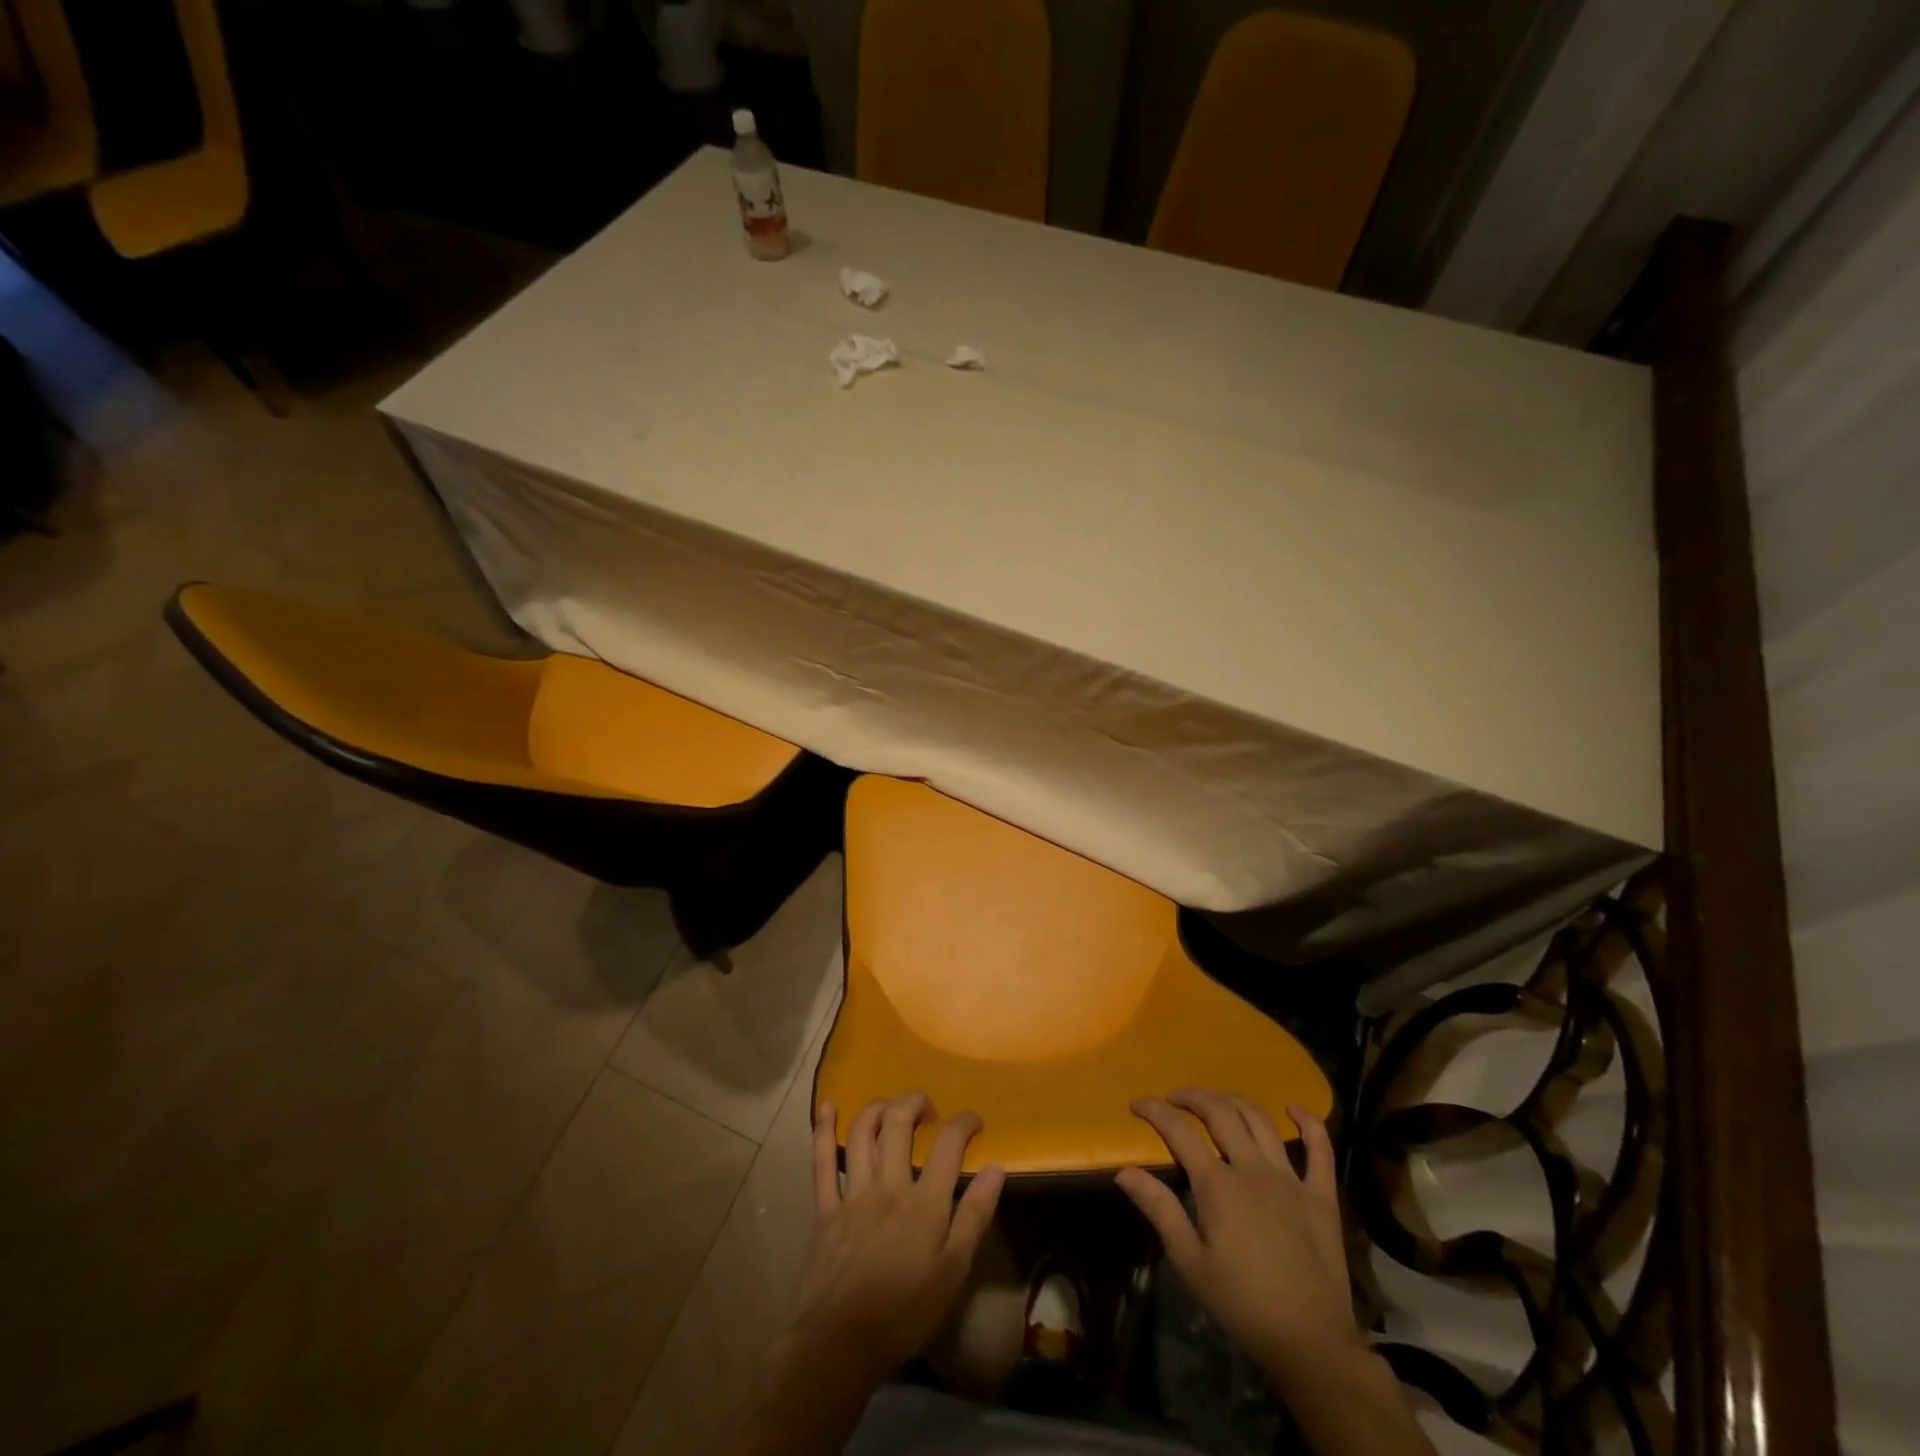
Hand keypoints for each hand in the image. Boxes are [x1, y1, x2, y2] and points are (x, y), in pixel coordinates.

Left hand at [791, 1093, 1007, 1382]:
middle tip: (927, 1109)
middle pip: (899, 1122)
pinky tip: (827, 1108)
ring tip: (891, 1107)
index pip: (948, 1144)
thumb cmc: (904, 1313)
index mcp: (923, 1202)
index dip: (964, 1122)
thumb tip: (996, 1168)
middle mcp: (888, 1185)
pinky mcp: (825, 1209)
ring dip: (878, 1108)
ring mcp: (853, 1194)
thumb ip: (974, 1216)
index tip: (974, 1121)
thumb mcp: (952, 1272)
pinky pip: (822, 1162)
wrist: (840, 1344)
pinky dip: (823, 1130)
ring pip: (862, 1132)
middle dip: (915, 1102)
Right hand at [1115, 1090, 1355, 1374]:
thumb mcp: (1190, 1263)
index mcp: (1219, 1185)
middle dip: (1193, 1097)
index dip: (1155, 1111)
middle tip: (1175, 1099)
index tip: (1137, 1103)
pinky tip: (1293, 1109)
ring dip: (1234, 1101)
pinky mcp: (1322, 1196)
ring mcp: (1291, 1178)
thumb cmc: (1243, 1304)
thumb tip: (1124, 1171)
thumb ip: (1159, 1210)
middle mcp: (1253, 1169)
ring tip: (1216, 1101)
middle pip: (1220, 1112)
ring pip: (1260, 1120)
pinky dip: (1309, 1122)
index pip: (1179, 1131)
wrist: (1312, 1343)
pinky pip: (1320, 1149)